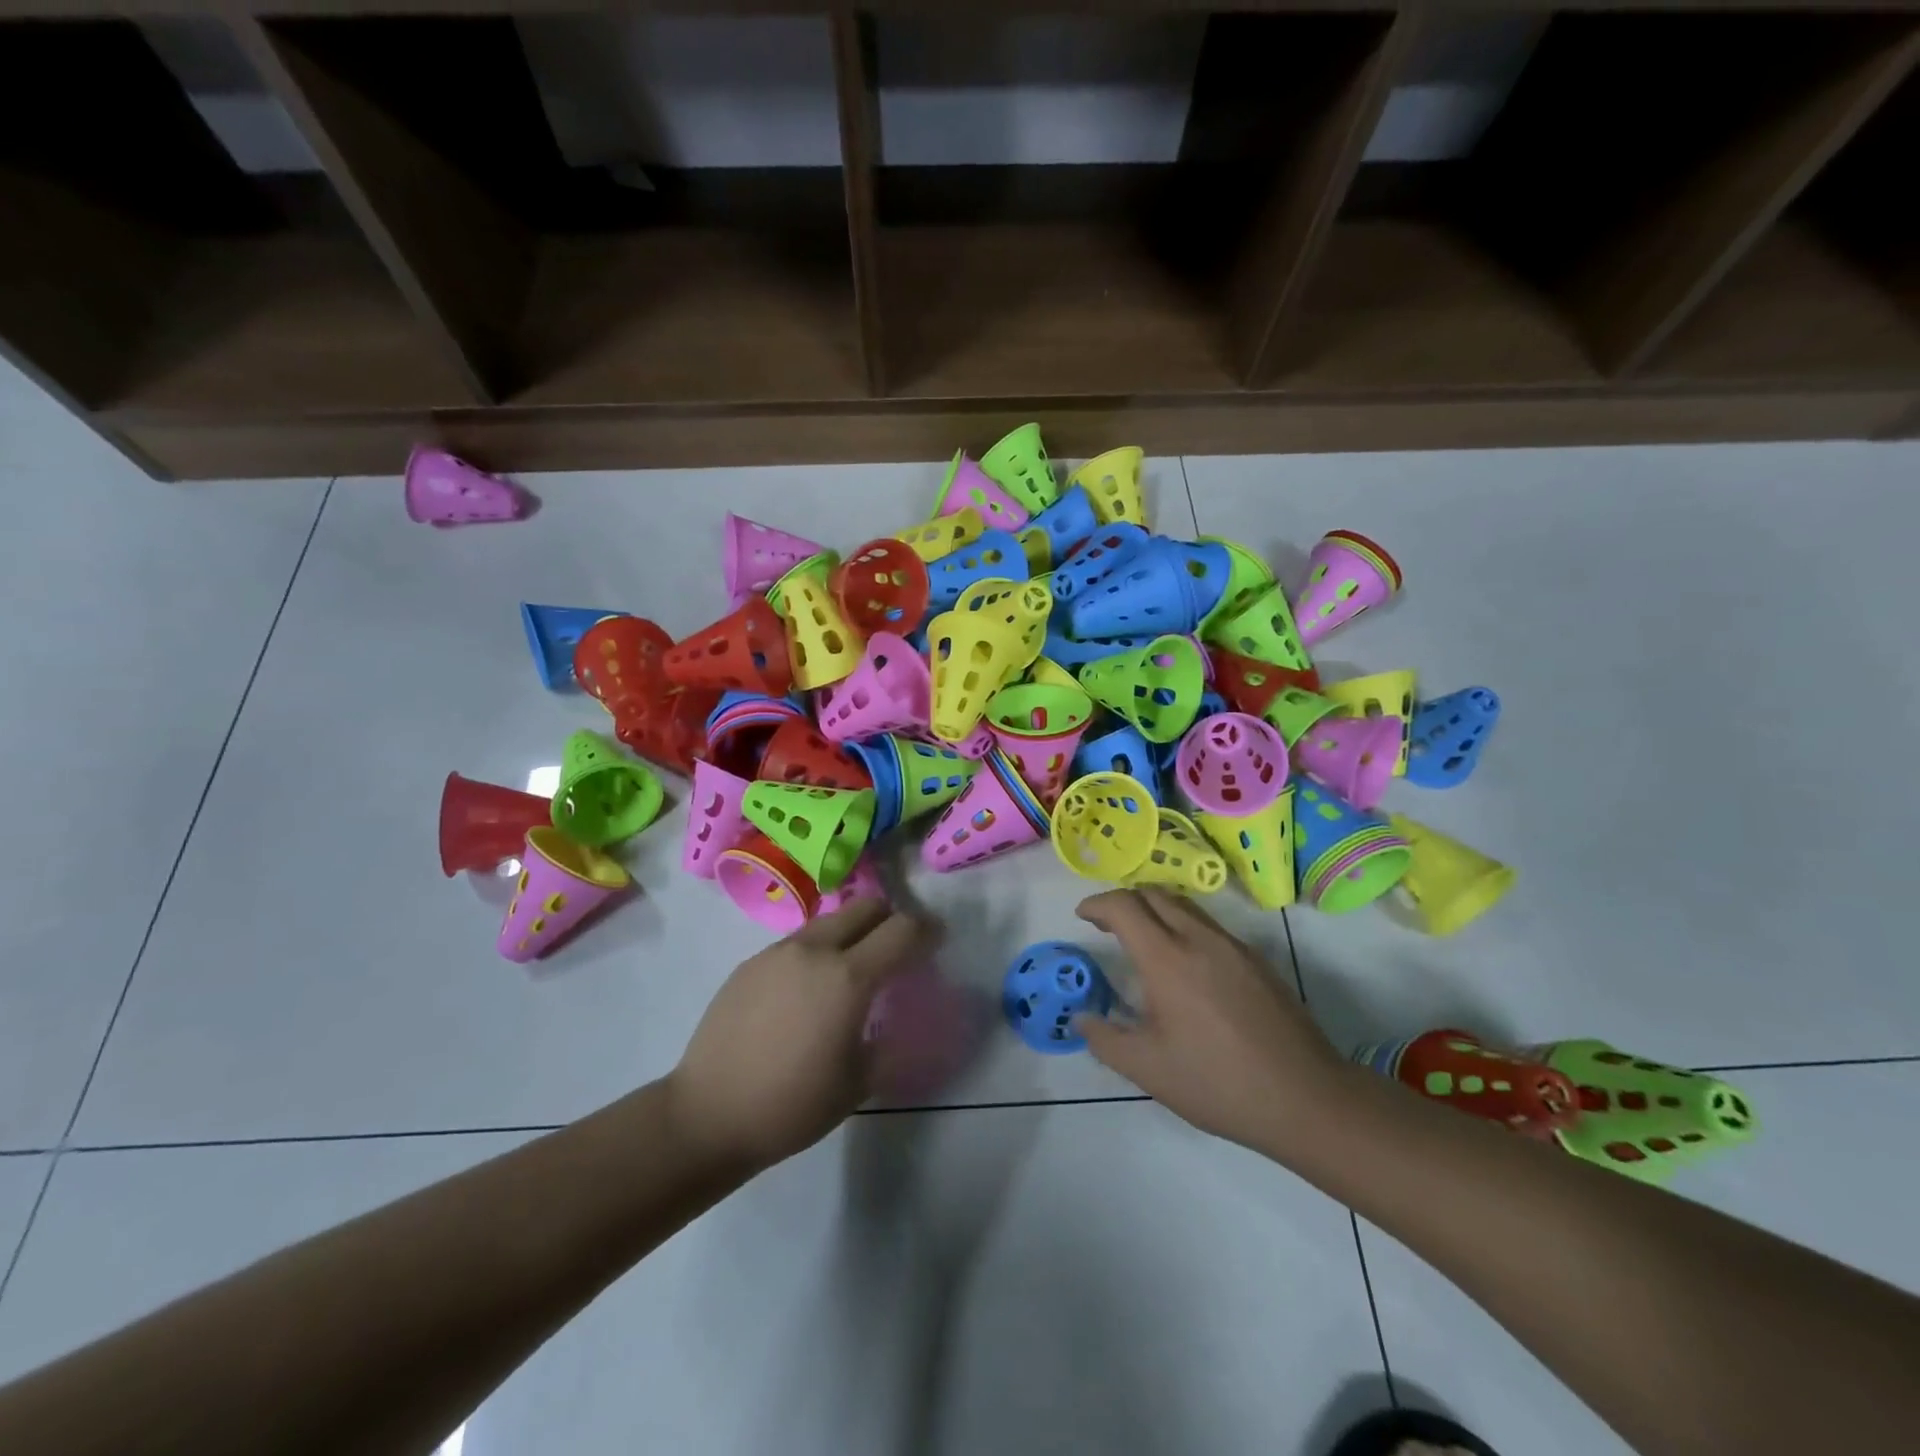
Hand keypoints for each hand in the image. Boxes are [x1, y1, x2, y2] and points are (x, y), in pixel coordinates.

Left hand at [669, 899, 929, 1171]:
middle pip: (866, 907)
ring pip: (829, 921)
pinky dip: (817, 952)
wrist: (707, 1114)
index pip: (902, 930)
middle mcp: (814, 950)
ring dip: (852, 933)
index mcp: (848, 977)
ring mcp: (777, 952)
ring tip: (849, 972)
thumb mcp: (860, 1082)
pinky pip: (797, 942)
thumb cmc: (793, 1105)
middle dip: (890, 920)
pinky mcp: (750, 962)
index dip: (927, 931)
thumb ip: (891, 1040)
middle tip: (896, 950)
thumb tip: (907, 1019)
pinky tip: (806, 992)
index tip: (937, 941)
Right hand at [1074, 889, 1352, 1155]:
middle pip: (1154, 894)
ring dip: (1155, 911)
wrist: (1307, 1098)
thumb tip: (1082, 1018)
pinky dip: (1183, 927)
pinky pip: (1210, 926)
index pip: (1124, 906)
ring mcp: (1234, 946)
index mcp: (1167, 959)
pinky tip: (1185, 966)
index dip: (1097, 904)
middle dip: (1124, 901)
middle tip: (1107, 925)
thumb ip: (1105, 1039)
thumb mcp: (1148, 1070)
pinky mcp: (1257, 960)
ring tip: (1142, 941)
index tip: (1082, 917)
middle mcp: (1200, 939)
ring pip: (1185, 906)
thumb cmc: (1218, 1083)